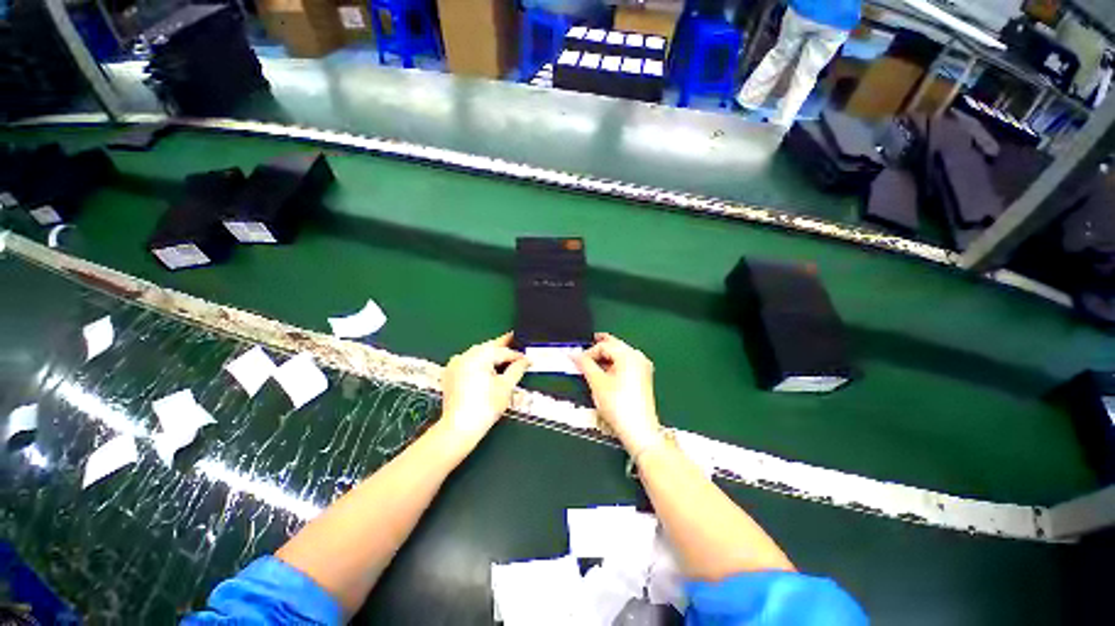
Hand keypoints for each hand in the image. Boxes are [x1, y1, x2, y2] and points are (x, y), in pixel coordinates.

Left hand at [439, 333, 528, 446]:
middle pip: (488, 347)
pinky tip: (486, 365)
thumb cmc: (485, 406)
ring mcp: (455, 365)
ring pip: (477, 353)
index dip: (517, 355)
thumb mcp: (506, 387)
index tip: (528, 358)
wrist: (459, 428)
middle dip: (502, 346)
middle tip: (515, 341)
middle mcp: (465, 356)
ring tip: (503, 354)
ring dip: (491, 353)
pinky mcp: (450, 374)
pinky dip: (479, 361)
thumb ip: (517, 369)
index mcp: (478, 356)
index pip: (502, 351)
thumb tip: (526, 360)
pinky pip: (468, 361)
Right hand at [575, 333, 662, 452]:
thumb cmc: (619, 406)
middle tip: (585, 348)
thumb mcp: (597, 383)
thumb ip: (585, 365)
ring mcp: (642, 368)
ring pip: (620, 354)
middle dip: (599, 347)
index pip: (604, 345)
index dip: (588, 352)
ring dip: (606, 356)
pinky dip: (614, 364)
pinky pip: (626, 363)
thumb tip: (575, 355)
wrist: (638, 430)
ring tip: (592, 362)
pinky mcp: (643, 378)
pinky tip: (605, 371)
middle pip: (615, 346)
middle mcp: (638, 358)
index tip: (577, 360)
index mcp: (628, 356)